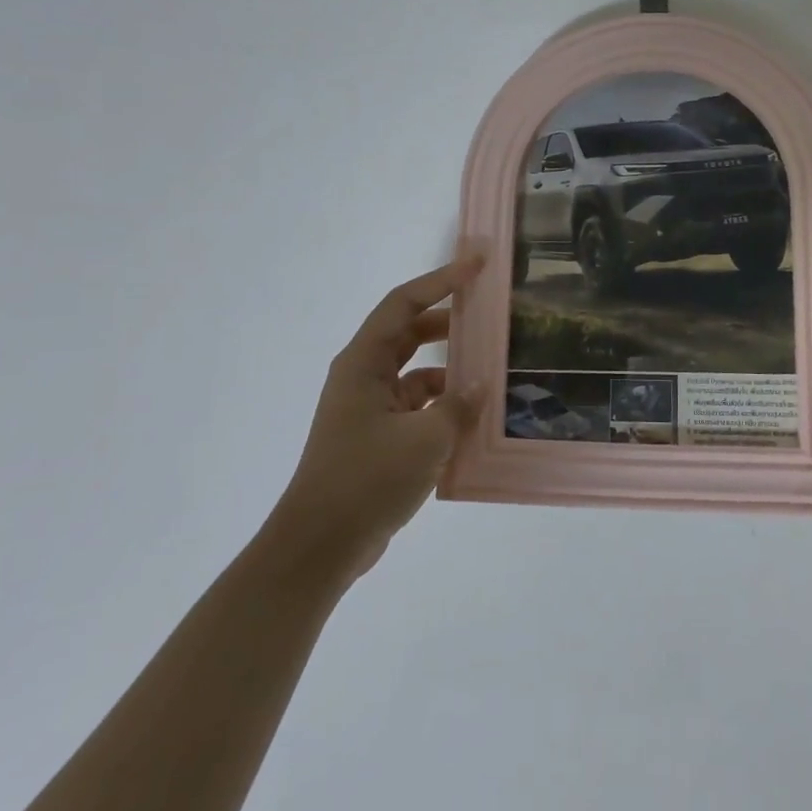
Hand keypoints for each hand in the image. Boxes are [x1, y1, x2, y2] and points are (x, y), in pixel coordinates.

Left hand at [268, 255, 485, 581]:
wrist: (321, 545)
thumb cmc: (367, 479)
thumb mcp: (425, 438)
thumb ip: (459, 405)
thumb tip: (478, 386)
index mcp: (364, 363)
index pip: (405, 303)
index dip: (442, 279)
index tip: (478, 265)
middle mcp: (363, 377)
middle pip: (410, 332)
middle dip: (449, 321)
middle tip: (490, 314)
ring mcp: (369, 409)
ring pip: (416, 373)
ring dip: (450, 370)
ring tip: (491, 371)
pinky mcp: (377, 438)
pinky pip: (416, 408)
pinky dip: (443, 407)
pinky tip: (472, 420)